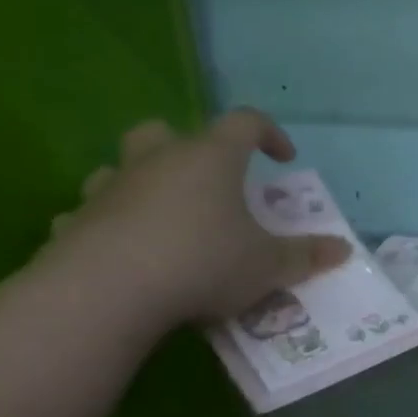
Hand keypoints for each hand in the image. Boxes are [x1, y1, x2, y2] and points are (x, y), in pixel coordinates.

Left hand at [43, 109, 350, 331]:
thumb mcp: (269, 265)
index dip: (269, 134)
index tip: (284, 159)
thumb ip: (306, 255)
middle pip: (166, 131)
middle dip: (188, 149)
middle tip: (210, 182)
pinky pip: (92, 214)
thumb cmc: (203, 263)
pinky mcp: (73, 223)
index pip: (245, 122)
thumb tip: (343, 250)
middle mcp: (157, 161)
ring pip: (121, 168)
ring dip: (143, 184)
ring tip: (166, 219)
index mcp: (210, 158)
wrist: (104, 294)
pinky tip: (124, 256)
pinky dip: (110, 226)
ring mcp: (110, 189)